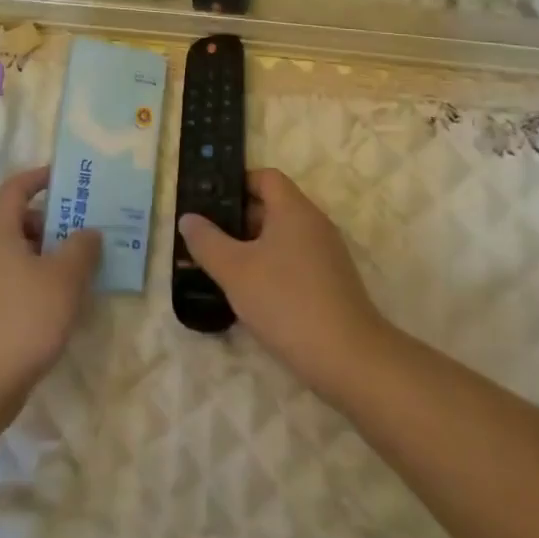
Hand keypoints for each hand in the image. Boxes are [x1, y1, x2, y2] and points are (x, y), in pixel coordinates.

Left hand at [0, 167, 102, 444]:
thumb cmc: (22, 318)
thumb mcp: (63, 279)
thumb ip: (82, 249)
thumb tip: (89, 232)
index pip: (15, 188)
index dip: (39, 177)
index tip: (67, 178)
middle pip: (19, 221)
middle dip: (52, 220)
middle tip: (85, 228)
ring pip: (19, 253)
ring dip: (49, 253)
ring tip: (82, 266)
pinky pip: (16, 280)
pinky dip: (39, 280)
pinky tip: (63, 300)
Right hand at [177, 169, 389, 402]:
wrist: (350, 360)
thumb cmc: (287, 302)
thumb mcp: (235, 271)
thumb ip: (207, 241)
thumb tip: (188, 218)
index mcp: (294, 210)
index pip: (265, 177)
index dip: (236, 183)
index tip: (209, 202)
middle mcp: (314, 224)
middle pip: (272, 207)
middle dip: (237, 219)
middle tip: (207, 239)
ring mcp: (327, 255)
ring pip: (281, 238)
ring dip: (251, 248)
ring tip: (222, 269)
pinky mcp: (331, 284)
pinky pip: (294, 262)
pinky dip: (270, 269)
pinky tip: (251, 295)